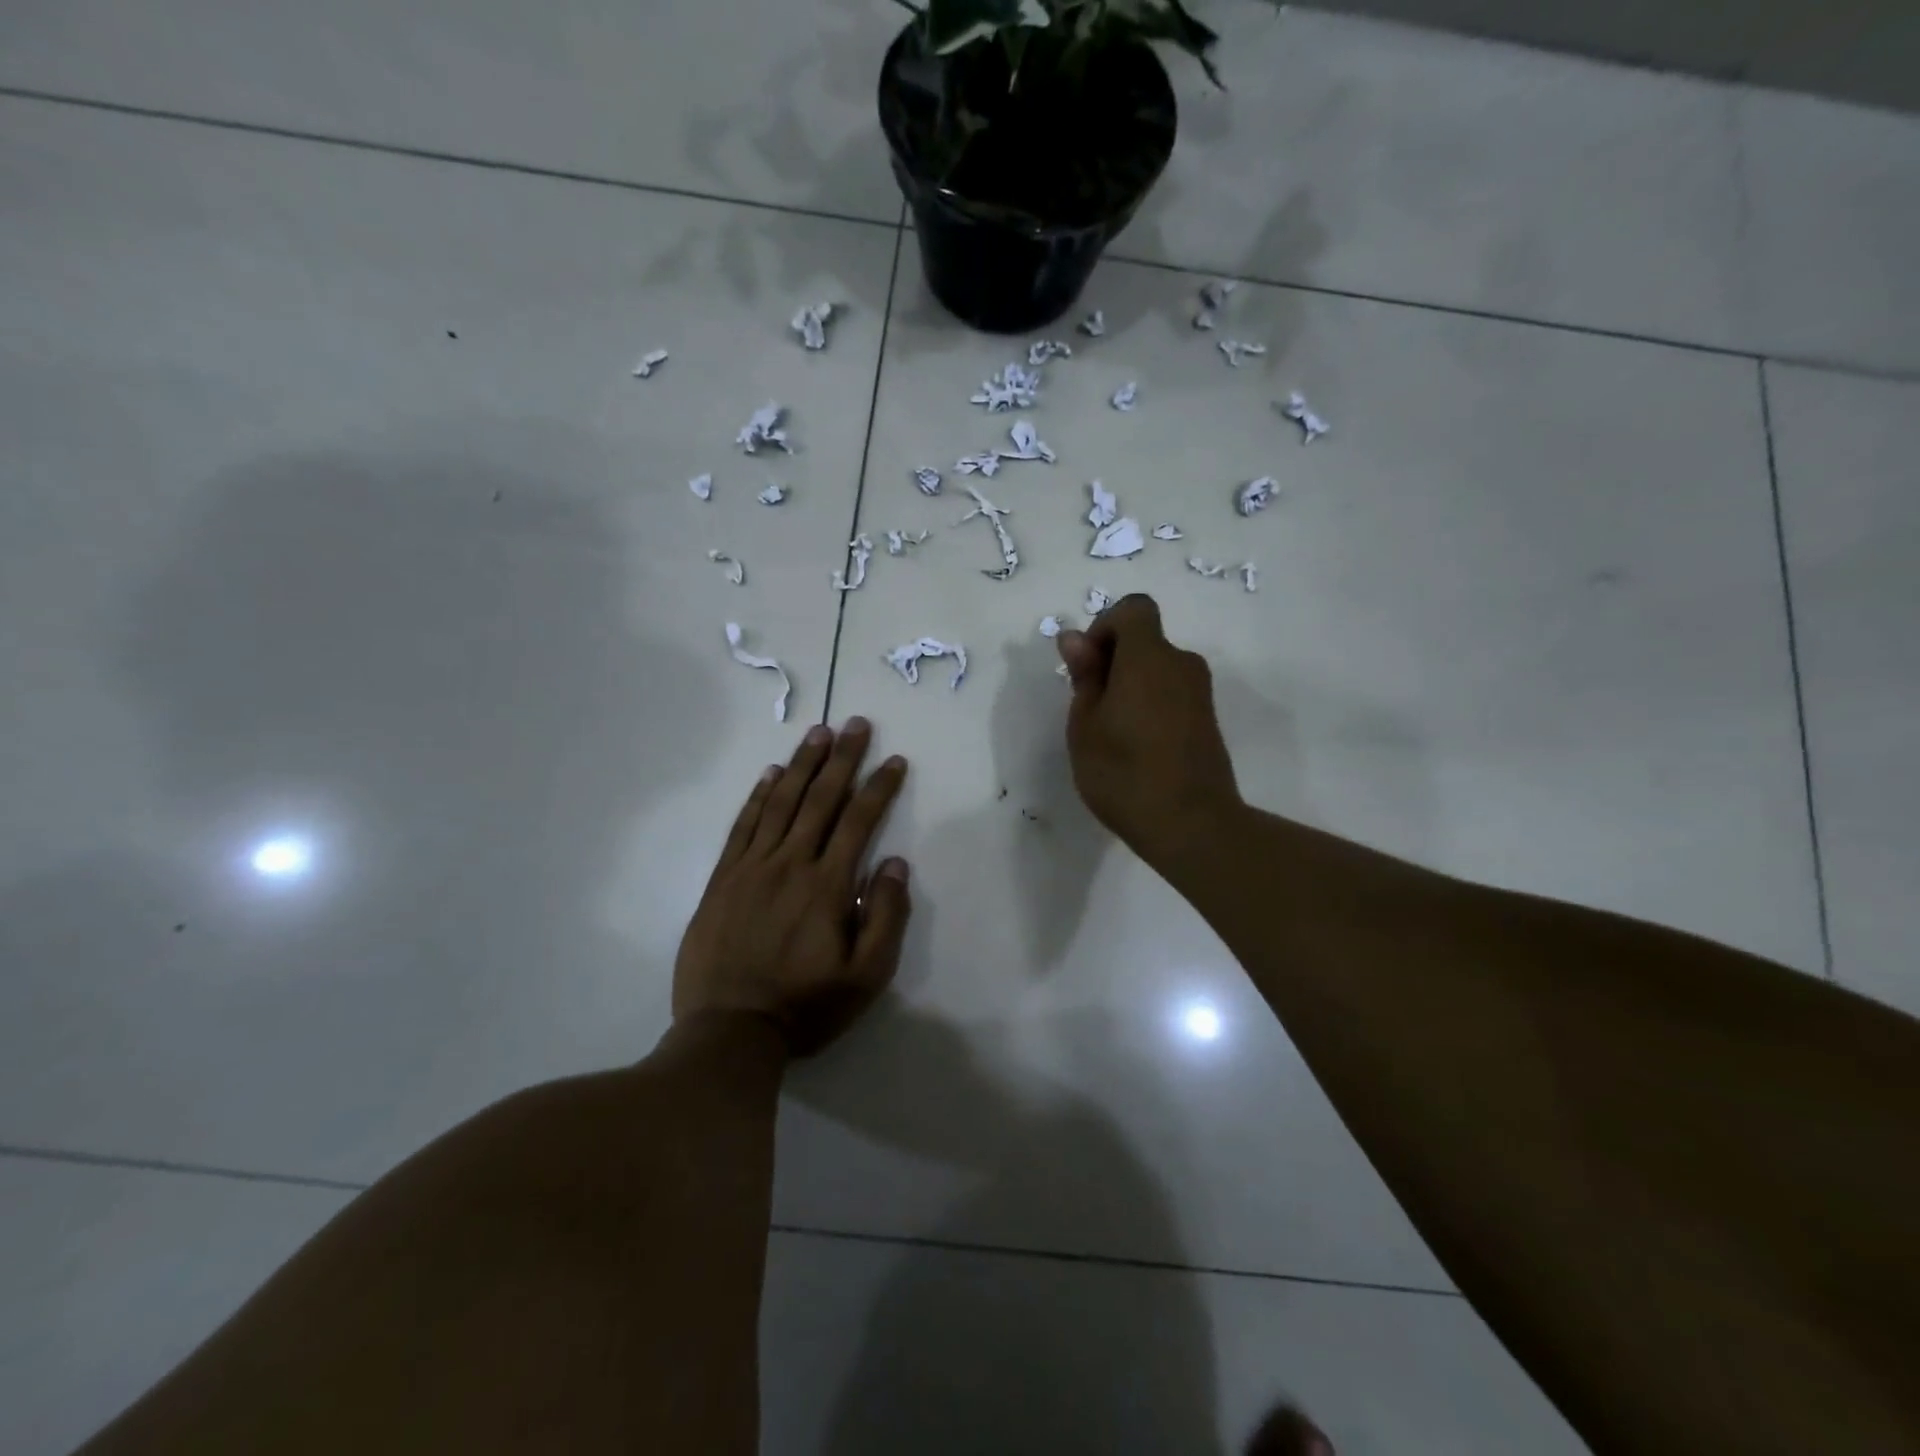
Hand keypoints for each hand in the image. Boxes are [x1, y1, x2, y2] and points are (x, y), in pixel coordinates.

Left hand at [673, 718, 909, 1055]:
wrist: (729, 1032)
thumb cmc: (806, 1006)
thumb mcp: (866, 977)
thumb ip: (886, 917)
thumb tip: (894, 863)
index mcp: (826, 885)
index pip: (858, 821)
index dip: (879, 787)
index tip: (894, 760)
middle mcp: (789, 864)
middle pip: (820, 799)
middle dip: (842, 758)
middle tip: (855, 723)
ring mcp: (751, 868)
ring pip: (781, 803)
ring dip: (801, 765)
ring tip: (818, 733)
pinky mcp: (723, 879)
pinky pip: (743, 826)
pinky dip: (758, 796)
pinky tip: (770, 774)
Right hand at [1056, 594, 1241, 863]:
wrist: (1191, 824)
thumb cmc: (1123, 772)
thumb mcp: (1085, 724)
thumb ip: (1084, 675)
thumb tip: (1075, 638)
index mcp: (1149, 657)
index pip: (1133, 609)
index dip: (1104, 627)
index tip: (1088, 666)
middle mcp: (1181, 664)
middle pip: (1145, 640)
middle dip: (1113, 660)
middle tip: (1090, 708)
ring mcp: (1200, 693)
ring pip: (1157, 669)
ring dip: (1130, 685)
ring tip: (1110, 733)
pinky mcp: (1207, 719)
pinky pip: (1171, 693)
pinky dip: (1150, 704)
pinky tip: (1136, 747)